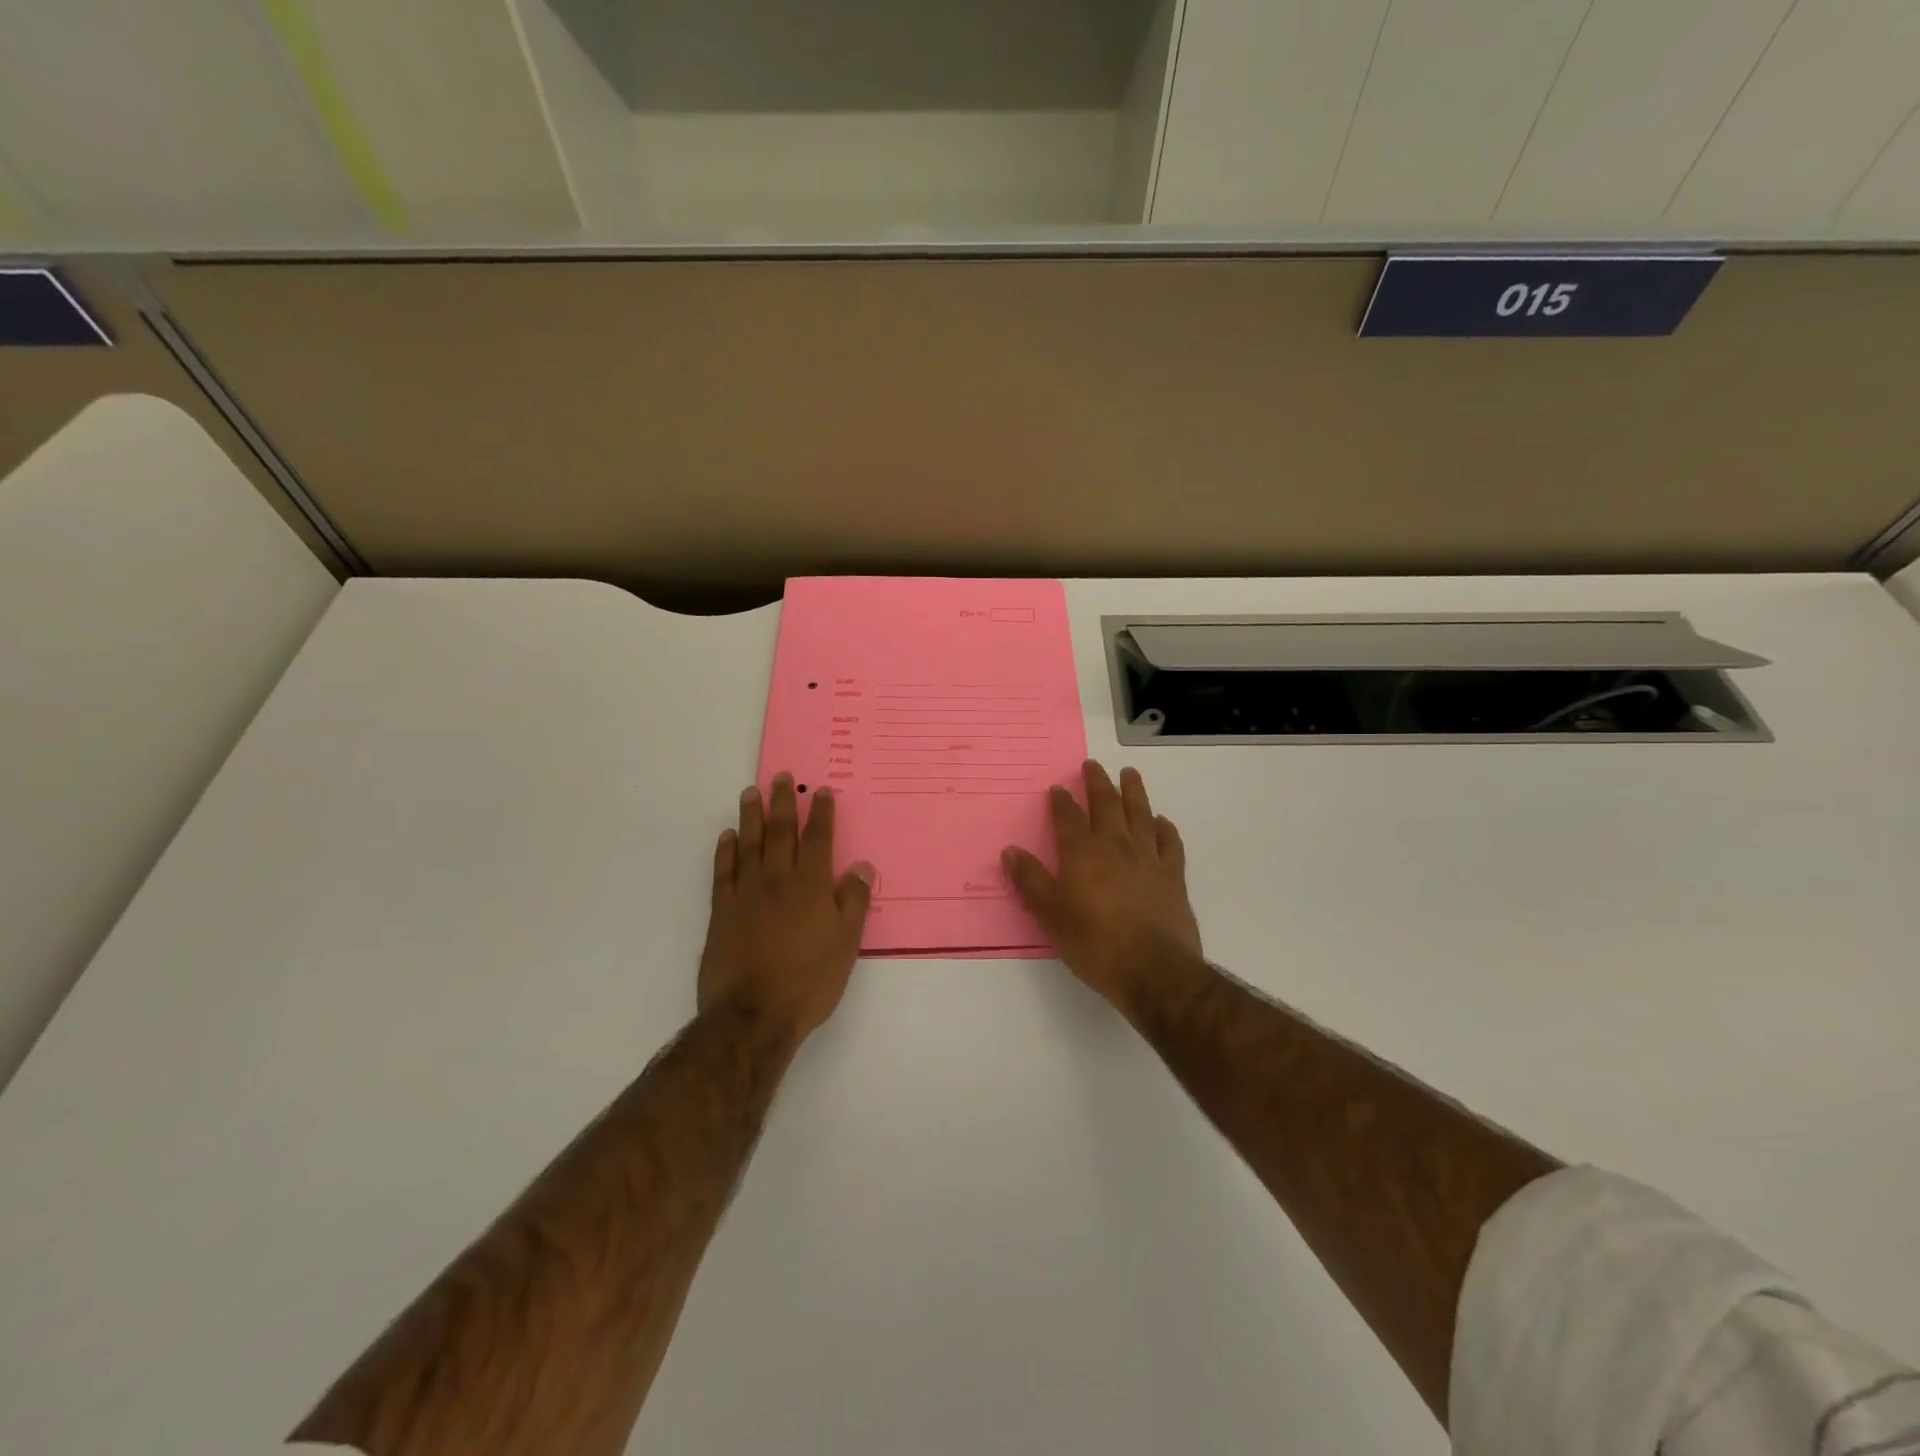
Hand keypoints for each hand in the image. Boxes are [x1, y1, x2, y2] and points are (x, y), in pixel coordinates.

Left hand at [698, 774, 873, 1040]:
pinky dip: (726, 851)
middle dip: (783, 803)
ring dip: (752, 816)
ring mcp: (746, 894)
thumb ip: (853, 901)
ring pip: (750, 844)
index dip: (821, 814)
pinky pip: (724, 871)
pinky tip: (728, 836)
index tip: (820, 791)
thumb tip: (862, 866)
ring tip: (751, 792)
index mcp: (811, 887)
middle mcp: (778, 881)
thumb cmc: (809, 981)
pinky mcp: (722, 911)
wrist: (753, 1014)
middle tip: (782, 776)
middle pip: (781, 833)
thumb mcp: (846, 944)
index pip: (818, 840)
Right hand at [1003, 761, 1205, 1020]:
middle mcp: (1115, 846)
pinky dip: (1164, 827)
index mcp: (1083, 853)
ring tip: (1130, 774)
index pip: (1068, 818)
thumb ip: (1031, 881)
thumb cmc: (1095, 944)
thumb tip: (1011, 851)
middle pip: (1106, 805)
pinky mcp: (1172, 876)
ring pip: (1140, 814)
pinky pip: (1169, 842)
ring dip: (1133, 792)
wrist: (1154, 970)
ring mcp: (1148, 858)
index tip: (1058, 788)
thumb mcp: (1051, 916)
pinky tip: (1160, 822)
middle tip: (1093, 765)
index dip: (1061, 802)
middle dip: (1097, 783)